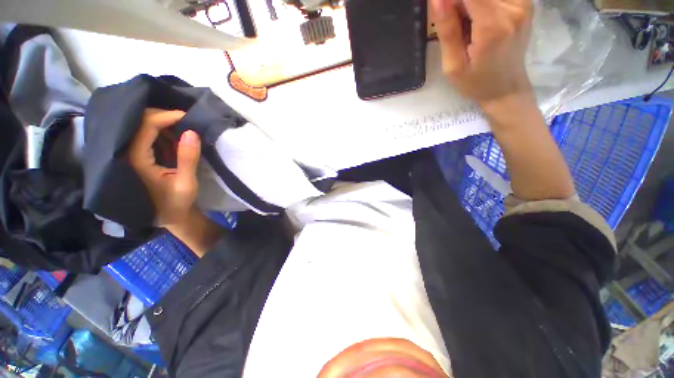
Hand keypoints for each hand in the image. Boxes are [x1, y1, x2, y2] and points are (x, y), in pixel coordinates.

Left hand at [129, 108, 199, 227]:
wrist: (165, 217)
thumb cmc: (175, 203)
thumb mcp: (186, 183)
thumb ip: (188, 158)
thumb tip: (192, 132)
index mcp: (135, 159)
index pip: (145, 126)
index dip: (166, 116)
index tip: (187, 116)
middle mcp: (126, 153)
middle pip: (139, 122)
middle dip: (163, 116)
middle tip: (186, 120)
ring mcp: (129, 155)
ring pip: (141, 127)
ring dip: (163, 124)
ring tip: (183, 127)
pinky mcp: (135, 157)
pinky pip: (144, 136)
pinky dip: (161, 132)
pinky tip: (174, 137)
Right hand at [431, 0, 533, 109]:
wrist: (505, 88)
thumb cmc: (475, 83)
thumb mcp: (453, 66)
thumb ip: (447, 31)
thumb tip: (438, 0)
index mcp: (492, 26)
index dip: (450, 0)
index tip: (443, 14)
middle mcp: (513, 7)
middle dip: (459, 4)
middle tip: (455, 25)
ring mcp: (523, 2)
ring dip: (470, 4)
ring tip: (467, 24)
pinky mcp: (525, 1)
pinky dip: (481, 4)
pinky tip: (478, 18)